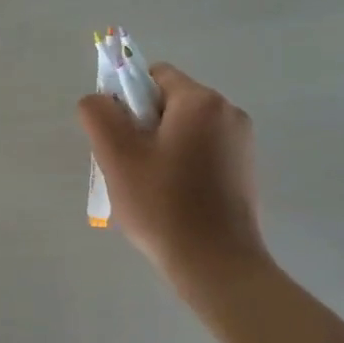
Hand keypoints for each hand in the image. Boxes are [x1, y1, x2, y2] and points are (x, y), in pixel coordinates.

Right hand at [78, 62, 272, 300]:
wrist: (218, 267)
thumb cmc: (164, 206)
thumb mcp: (117, 156)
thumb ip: (99, 114)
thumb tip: (99, 100)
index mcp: (201, 101)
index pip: (153, 75)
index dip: (127, 100)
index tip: (119, 137)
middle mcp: (228, 112)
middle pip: (169, 102)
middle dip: (143, 126)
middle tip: (129, 166)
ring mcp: (241, 142)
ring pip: (184, 128)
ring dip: (161, 147)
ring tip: (149, 187)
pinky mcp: (245, 169)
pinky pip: (202, 150)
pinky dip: (183, 164)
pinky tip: (173, 198)